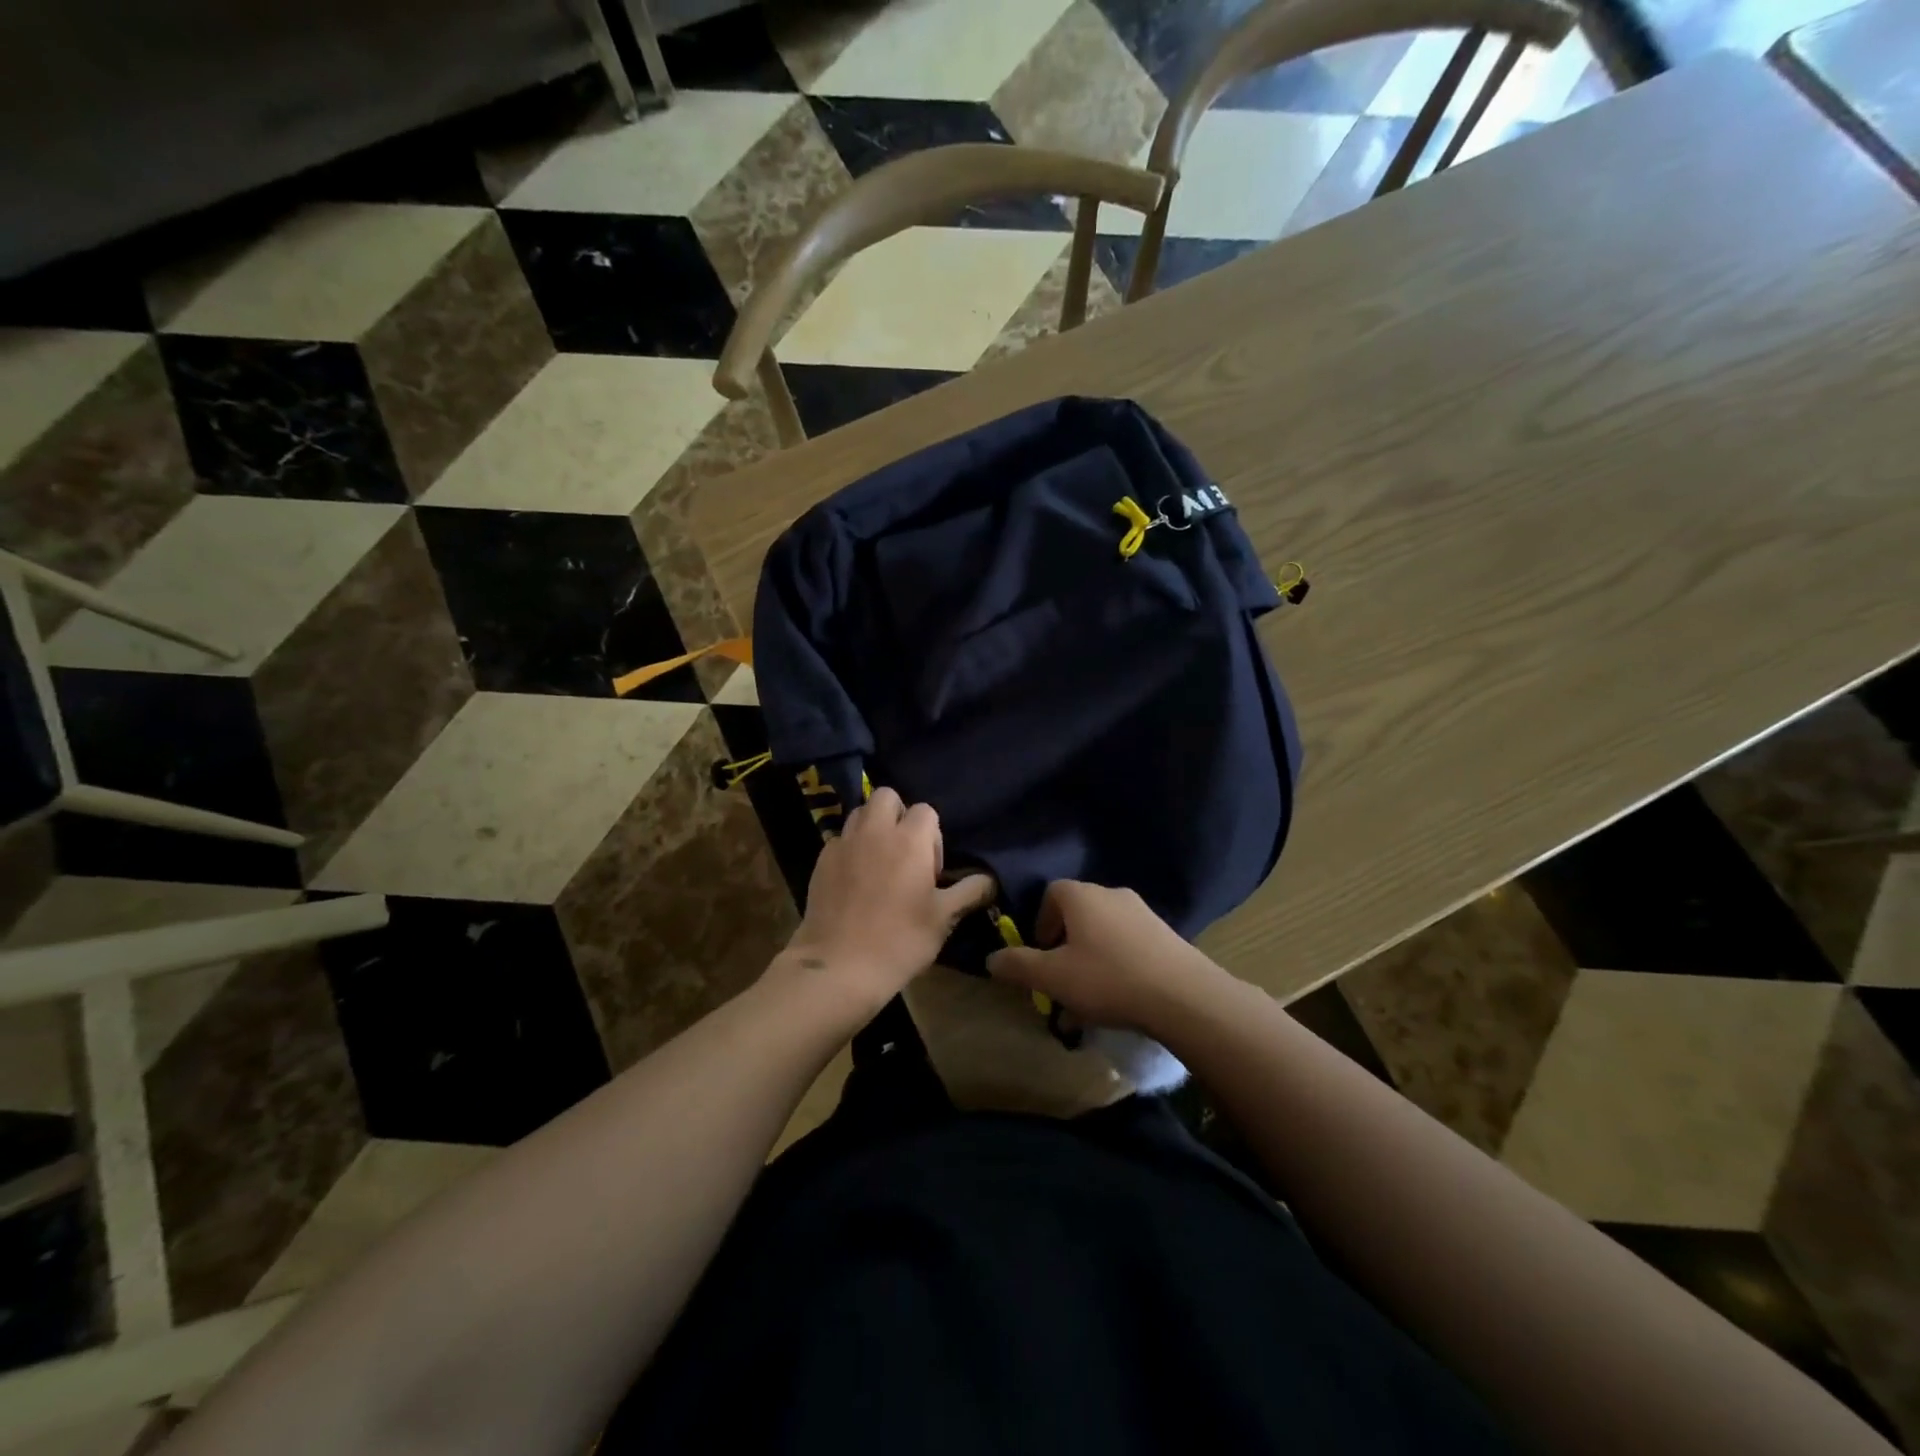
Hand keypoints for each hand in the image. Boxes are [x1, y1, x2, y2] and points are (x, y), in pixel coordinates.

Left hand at [777, 787, 993, 1017]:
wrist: (839, 966)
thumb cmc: (900, 940)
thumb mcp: (944, 918)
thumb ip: (969, 892)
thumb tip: (991, 879)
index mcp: (909, 839)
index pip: (926, 811)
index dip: (932, 836)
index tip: (931, 869)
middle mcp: (875, 831)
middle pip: (887, 797)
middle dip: (898, 815)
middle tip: (904, 853)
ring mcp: (844, 843)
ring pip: (860, 813)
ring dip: (873, 827)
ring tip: (879, 862)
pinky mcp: (821, 860)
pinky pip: (840, 839)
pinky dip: (850, 848)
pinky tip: (855, 880)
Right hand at [986, 881, 1225, 1033]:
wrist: (1183, 995)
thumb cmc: (1109, 978)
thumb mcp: (1054, 977)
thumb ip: (1019, 965)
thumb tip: (991, 959)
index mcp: (1082, 896)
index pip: (1052, 893)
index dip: (1041, 922)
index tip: (1041, 954)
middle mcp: (1112, 894)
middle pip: (1078, 913)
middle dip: (1065, 945)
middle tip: (1062, 979)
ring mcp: (1143, 913)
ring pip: (1104, 932)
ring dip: (1090, 958)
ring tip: (1089, 998)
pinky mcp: (1166, 935)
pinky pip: (1129, 944)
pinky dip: (1117, 964)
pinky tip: (1120, 998)